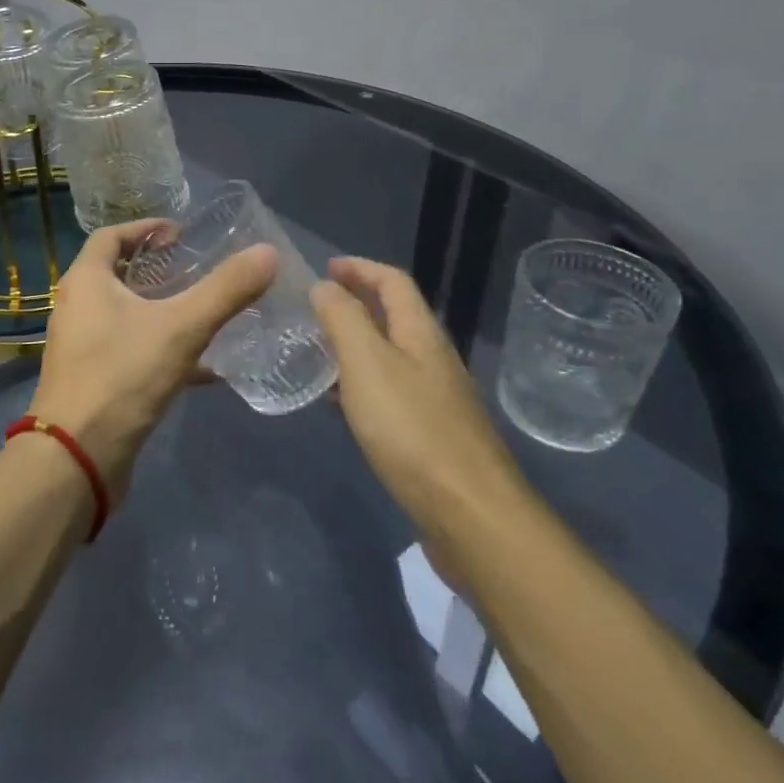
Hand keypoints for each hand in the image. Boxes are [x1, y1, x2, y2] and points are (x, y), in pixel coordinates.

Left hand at [34, 218, 276, 499]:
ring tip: (205, 311)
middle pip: (118, 273)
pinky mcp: (93, 380)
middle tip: (197, 269)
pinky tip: (205, 368)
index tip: (181, 234)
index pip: (111, 236)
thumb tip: (268, 252)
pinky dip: (163, 350)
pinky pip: (131, 351)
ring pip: (126, 315)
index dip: (145, 228)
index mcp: (86, 281)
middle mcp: (77, 307)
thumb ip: (225, 289)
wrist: (77, 458)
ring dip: (162, 310)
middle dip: (157, 269)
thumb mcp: (181, 328)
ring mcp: (82, 346)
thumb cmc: (122, 377)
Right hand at [311, 257, 530, 578]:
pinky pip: (388, 391)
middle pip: (393, 316)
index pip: (392, 282)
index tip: (324, 268)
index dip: (359, 268)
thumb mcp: (367, 363)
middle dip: (355, 303)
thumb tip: (324, 286)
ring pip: (389, 355)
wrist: (470, 514)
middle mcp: (432, 358)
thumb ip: (343, 319)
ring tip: (316, 350)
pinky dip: (359, 383)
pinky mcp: (430, 434)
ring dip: (354, 344)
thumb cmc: (412, 429)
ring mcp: (435, 398)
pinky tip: (339, 404)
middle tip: (313, 308)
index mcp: (420, 333)